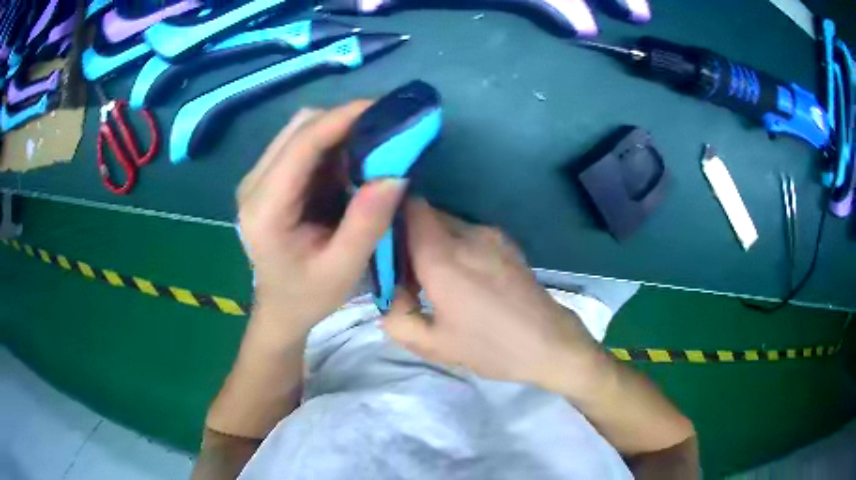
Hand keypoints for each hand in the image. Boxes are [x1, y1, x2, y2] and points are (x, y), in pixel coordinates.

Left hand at [237, 101, 406, 339]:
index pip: (302, 144)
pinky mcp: (266, 179)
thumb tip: (396, 173)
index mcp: (265, 209)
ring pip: (298, 130)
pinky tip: (349, 162)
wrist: (279, 308)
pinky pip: (299, 144)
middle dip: (343, 120)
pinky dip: (328, 144)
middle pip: (298, 128)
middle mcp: (253, 184)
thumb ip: (367, 222)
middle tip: (384, 130)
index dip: (342, 118)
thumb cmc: (308, 295)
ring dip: (337, 130)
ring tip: (371, 146)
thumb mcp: (343, 267)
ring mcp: (256, 178)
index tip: (384, 108)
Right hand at [383, 200, 602, 391]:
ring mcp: (491, 234)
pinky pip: (468, 232)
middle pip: (425, 214)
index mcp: (443, 258)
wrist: (551, 343)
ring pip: (447, 223)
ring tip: (436, 280)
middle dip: (407, 236)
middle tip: (405, 273)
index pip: (408, 208)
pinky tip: (464, 279)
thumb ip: (397, 318)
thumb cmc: (491, 347)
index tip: (381, 246)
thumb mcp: (434, 345)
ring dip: (432, 242)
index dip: (389, 218)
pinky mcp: (506, 242)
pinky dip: (454, 245)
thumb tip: (390, 296)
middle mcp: (467, 234)